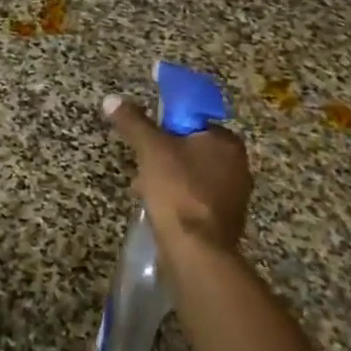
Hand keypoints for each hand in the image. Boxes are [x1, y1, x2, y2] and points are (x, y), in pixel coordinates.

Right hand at [103, 94, 251, 257]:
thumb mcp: (151, 149)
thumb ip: (133, 122)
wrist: (197, 251)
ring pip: (192, 176)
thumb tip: (112, 99)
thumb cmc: (178, 190)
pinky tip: (159, 210)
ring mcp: (234, 196)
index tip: (148, 140)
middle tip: (142, 166)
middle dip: (164, 157)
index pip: (193, 122)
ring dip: (169, 179)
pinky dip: (178, 200)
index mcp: (227, 142)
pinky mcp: (225, 221)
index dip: (167, 128)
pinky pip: (196, 200)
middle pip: (191, 149)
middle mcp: (238, 165)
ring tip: (145, 190)